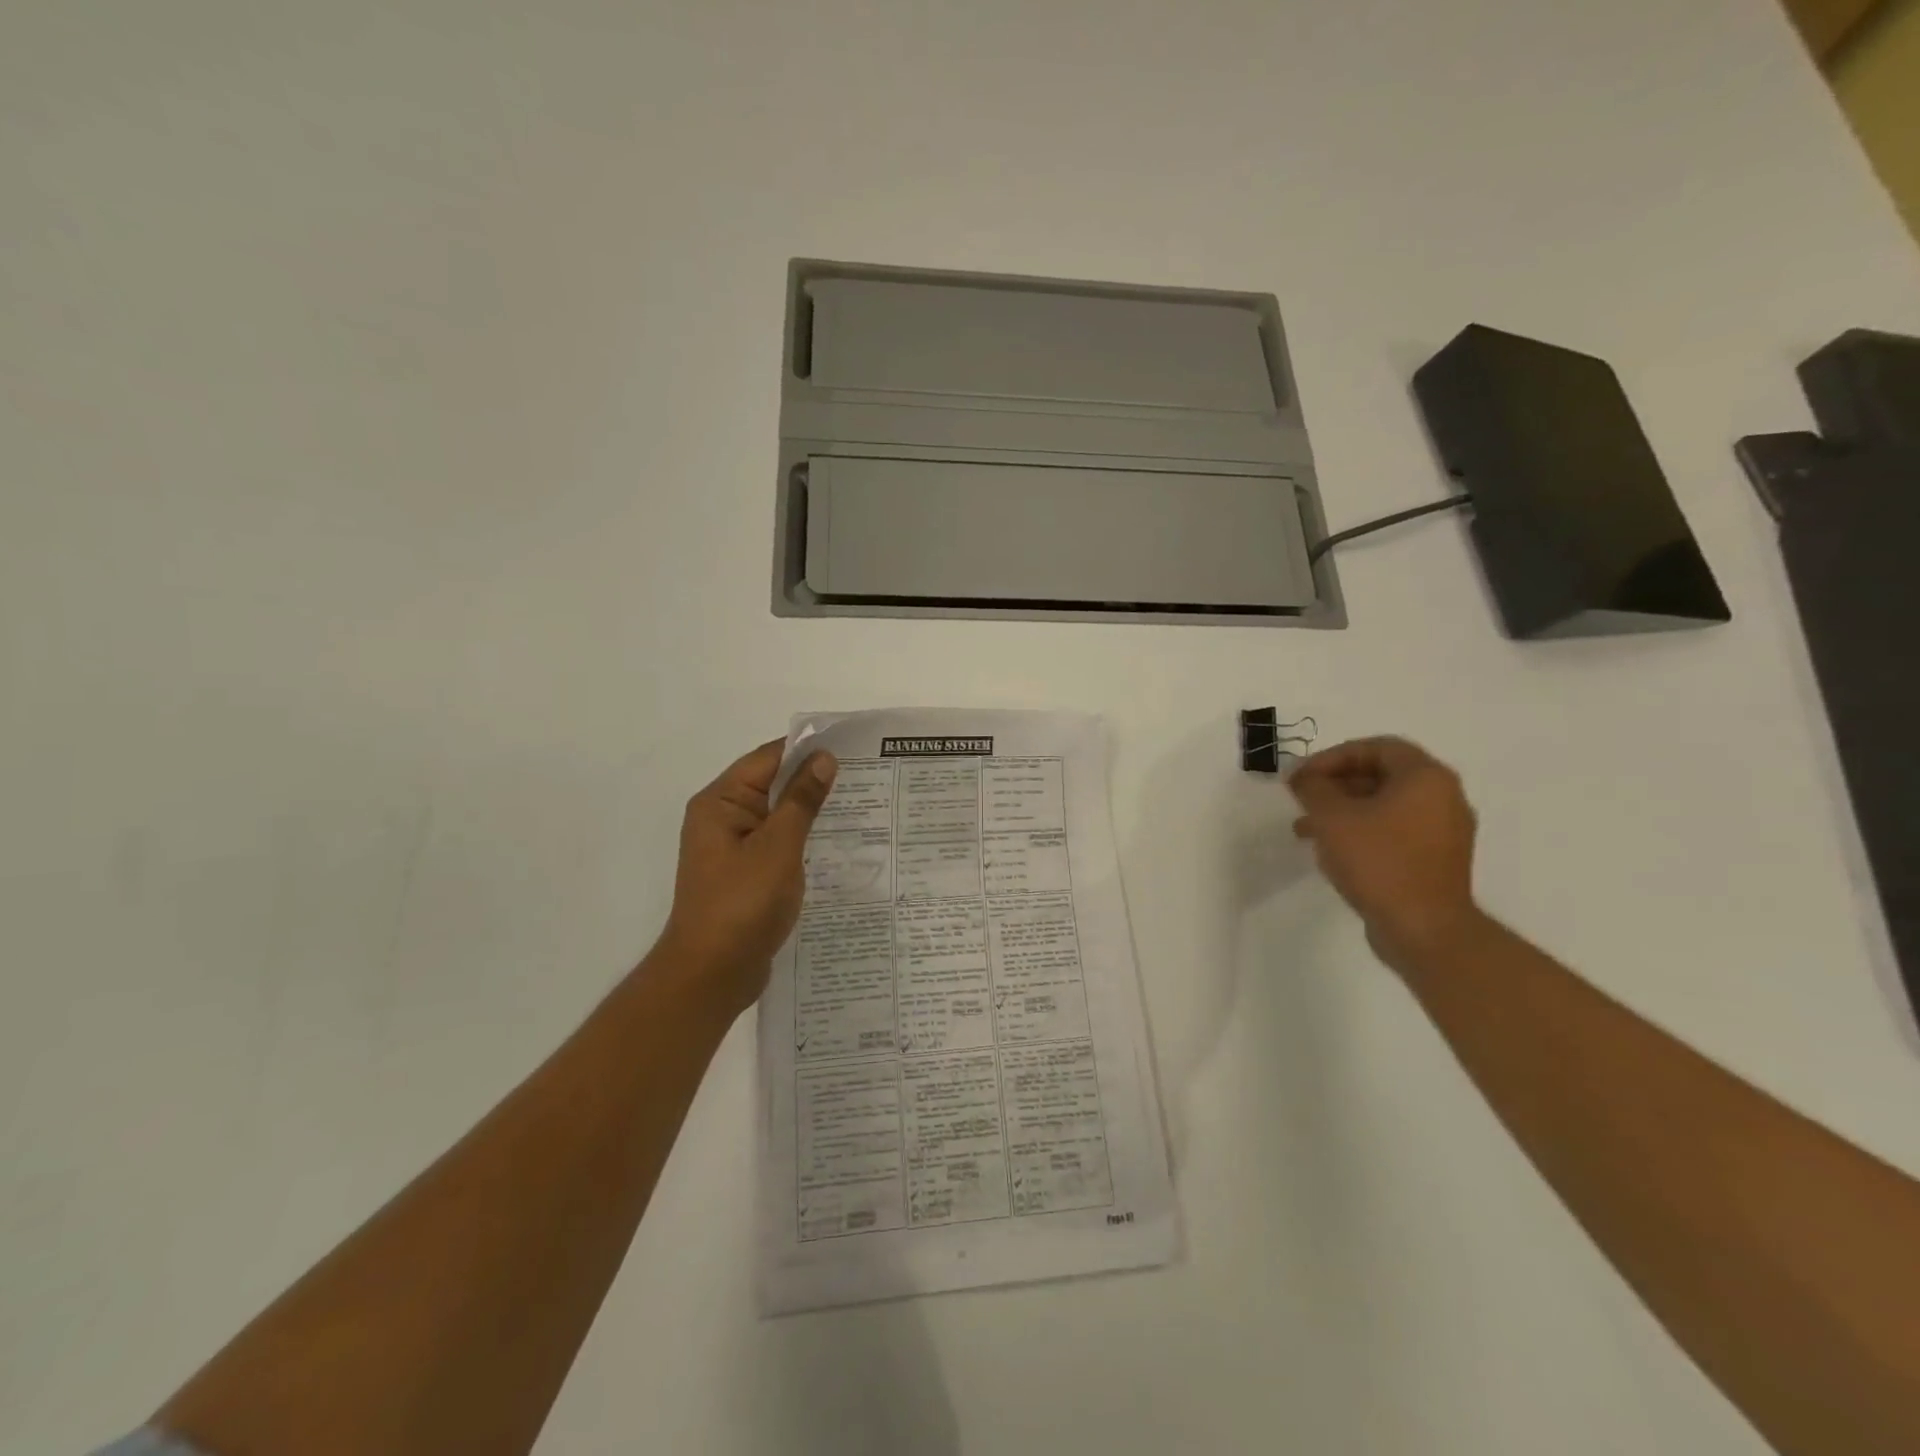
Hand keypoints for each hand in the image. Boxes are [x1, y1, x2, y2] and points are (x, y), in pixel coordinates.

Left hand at [656, 738, 836, 1015]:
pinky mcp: (746, 874)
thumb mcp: (778, 847)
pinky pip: (778, 843)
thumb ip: (801, 800)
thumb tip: (823, 758)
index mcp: (720, 802)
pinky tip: (838, 843)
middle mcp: (722, 818)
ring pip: (778, 816)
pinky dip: (804, 839)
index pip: (767, 758)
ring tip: (861, 805)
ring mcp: (733, 848)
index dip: (807, 750)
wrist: (711, 974)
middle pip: (772, 784)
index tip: (851, 747)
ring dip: (811, 811)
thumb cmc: (742, 904)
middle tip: (866, 776)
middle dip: (814, 780)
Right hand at [1289, 736, 1482, 971]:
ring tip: (1305, 830)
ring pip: (1384, 806)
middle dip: (1335, 785)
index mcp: (1426, 777)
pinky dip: (1362, 832)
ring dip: (1343, 811)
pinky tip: (1332, 852)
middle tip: (1302, 799)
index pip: (1375, 747)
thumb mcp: (1332, 817)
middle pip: (1381, 775)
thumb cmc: (1378, 862)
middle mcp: (1444, 797)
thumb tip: (1304, 778)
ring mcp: (1444, 832)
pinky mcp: (1436, 860)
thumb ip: (1313, 788)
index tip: (1302, 777)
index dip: (1332, 757)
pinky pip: (1394, 832)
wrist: (1424, 929)